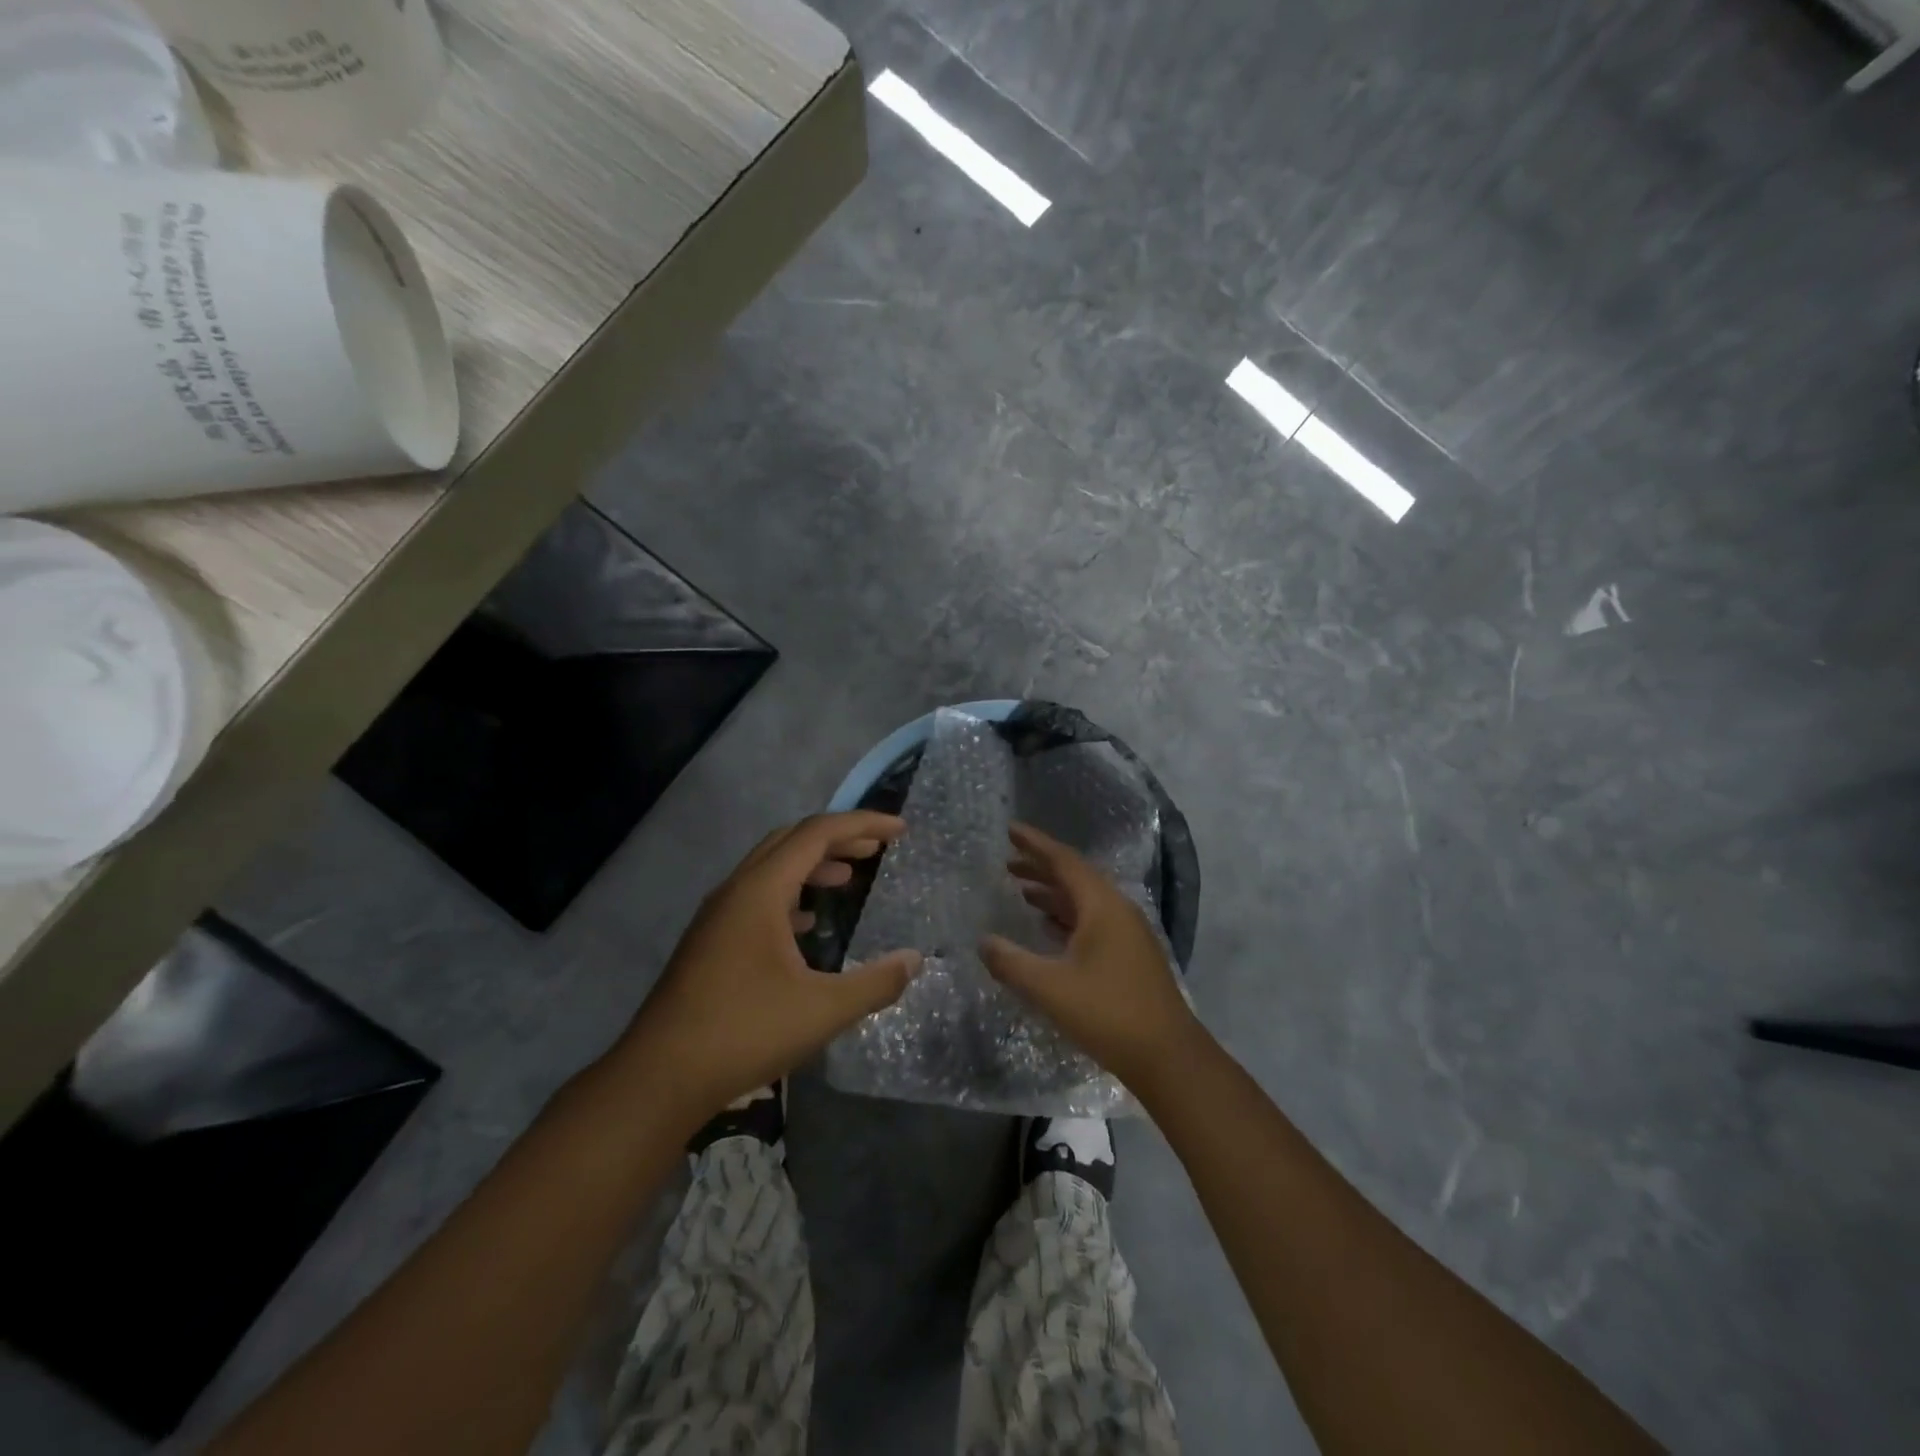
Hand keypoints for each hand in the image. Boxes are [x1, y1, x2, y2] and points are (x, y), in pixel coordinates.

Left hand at [614, 812, 920, 1127]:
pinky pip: (756, 897)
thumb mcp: (823, 1010)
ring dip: (812, 865)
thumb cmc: (744, 1033)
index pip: (817, 834)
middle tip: (876, 849)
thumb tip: (915, 960)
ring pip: (771, 868)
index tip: (900, 831)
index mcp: (760, 891)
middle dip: (838, 838)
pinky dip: (789, 895)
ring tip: (847, 877)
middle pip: (791, 841)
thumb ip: (875, 983)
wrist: (659, 1077)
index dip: (862, 824)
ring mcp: (717, 916)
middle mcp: (736, 891)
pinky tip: (806, 924)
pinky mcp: (709, 941)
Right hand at [980, 822, 1205, 1091]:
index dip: (1035, 844)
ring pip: (1084, 901)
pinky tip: (1048, 928)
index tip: (1010, 829)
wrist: (1168, 1057)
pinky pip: (1092, 921)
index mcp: (1102, 906)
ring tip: (1020, 891)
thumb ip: (1011, 962)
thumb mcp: (1050, 988)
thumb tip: (983, 942)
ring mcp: (1128, 933)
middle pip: (1074, 877)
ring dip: (1052, 894)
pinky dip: (1066, 917)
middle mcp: (1117, 910)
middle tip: (1007, 862)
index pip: (1064, 861)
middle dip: (1040, 867)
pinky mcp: (1130, 955)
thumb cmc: (1107, 1014)